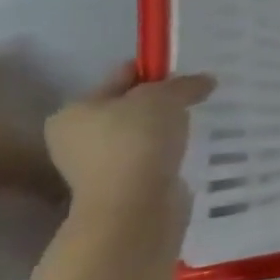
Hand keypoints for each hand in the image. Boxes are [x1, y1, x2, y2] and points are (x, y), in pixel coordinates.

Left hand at [44, 63, 214, 220]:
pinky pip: (146, 158)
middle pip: (128, 107)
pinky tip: (181, 152)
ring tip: (189, 129)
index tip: (185, 78)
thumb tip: (206, 81)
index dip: (155, 72)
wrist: (134, 206)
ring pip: (138, 135)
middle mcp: (75, 137)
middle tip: (191, 103)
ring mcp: (94, 166)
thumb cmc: (138, 141)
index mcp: (74, 110)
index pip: (121, 77)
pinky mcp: (117, 187)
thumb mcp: (165, 97)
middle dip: (159, 104)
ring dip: (162, 131)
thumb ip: (185, 84)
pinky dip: (163, 154)